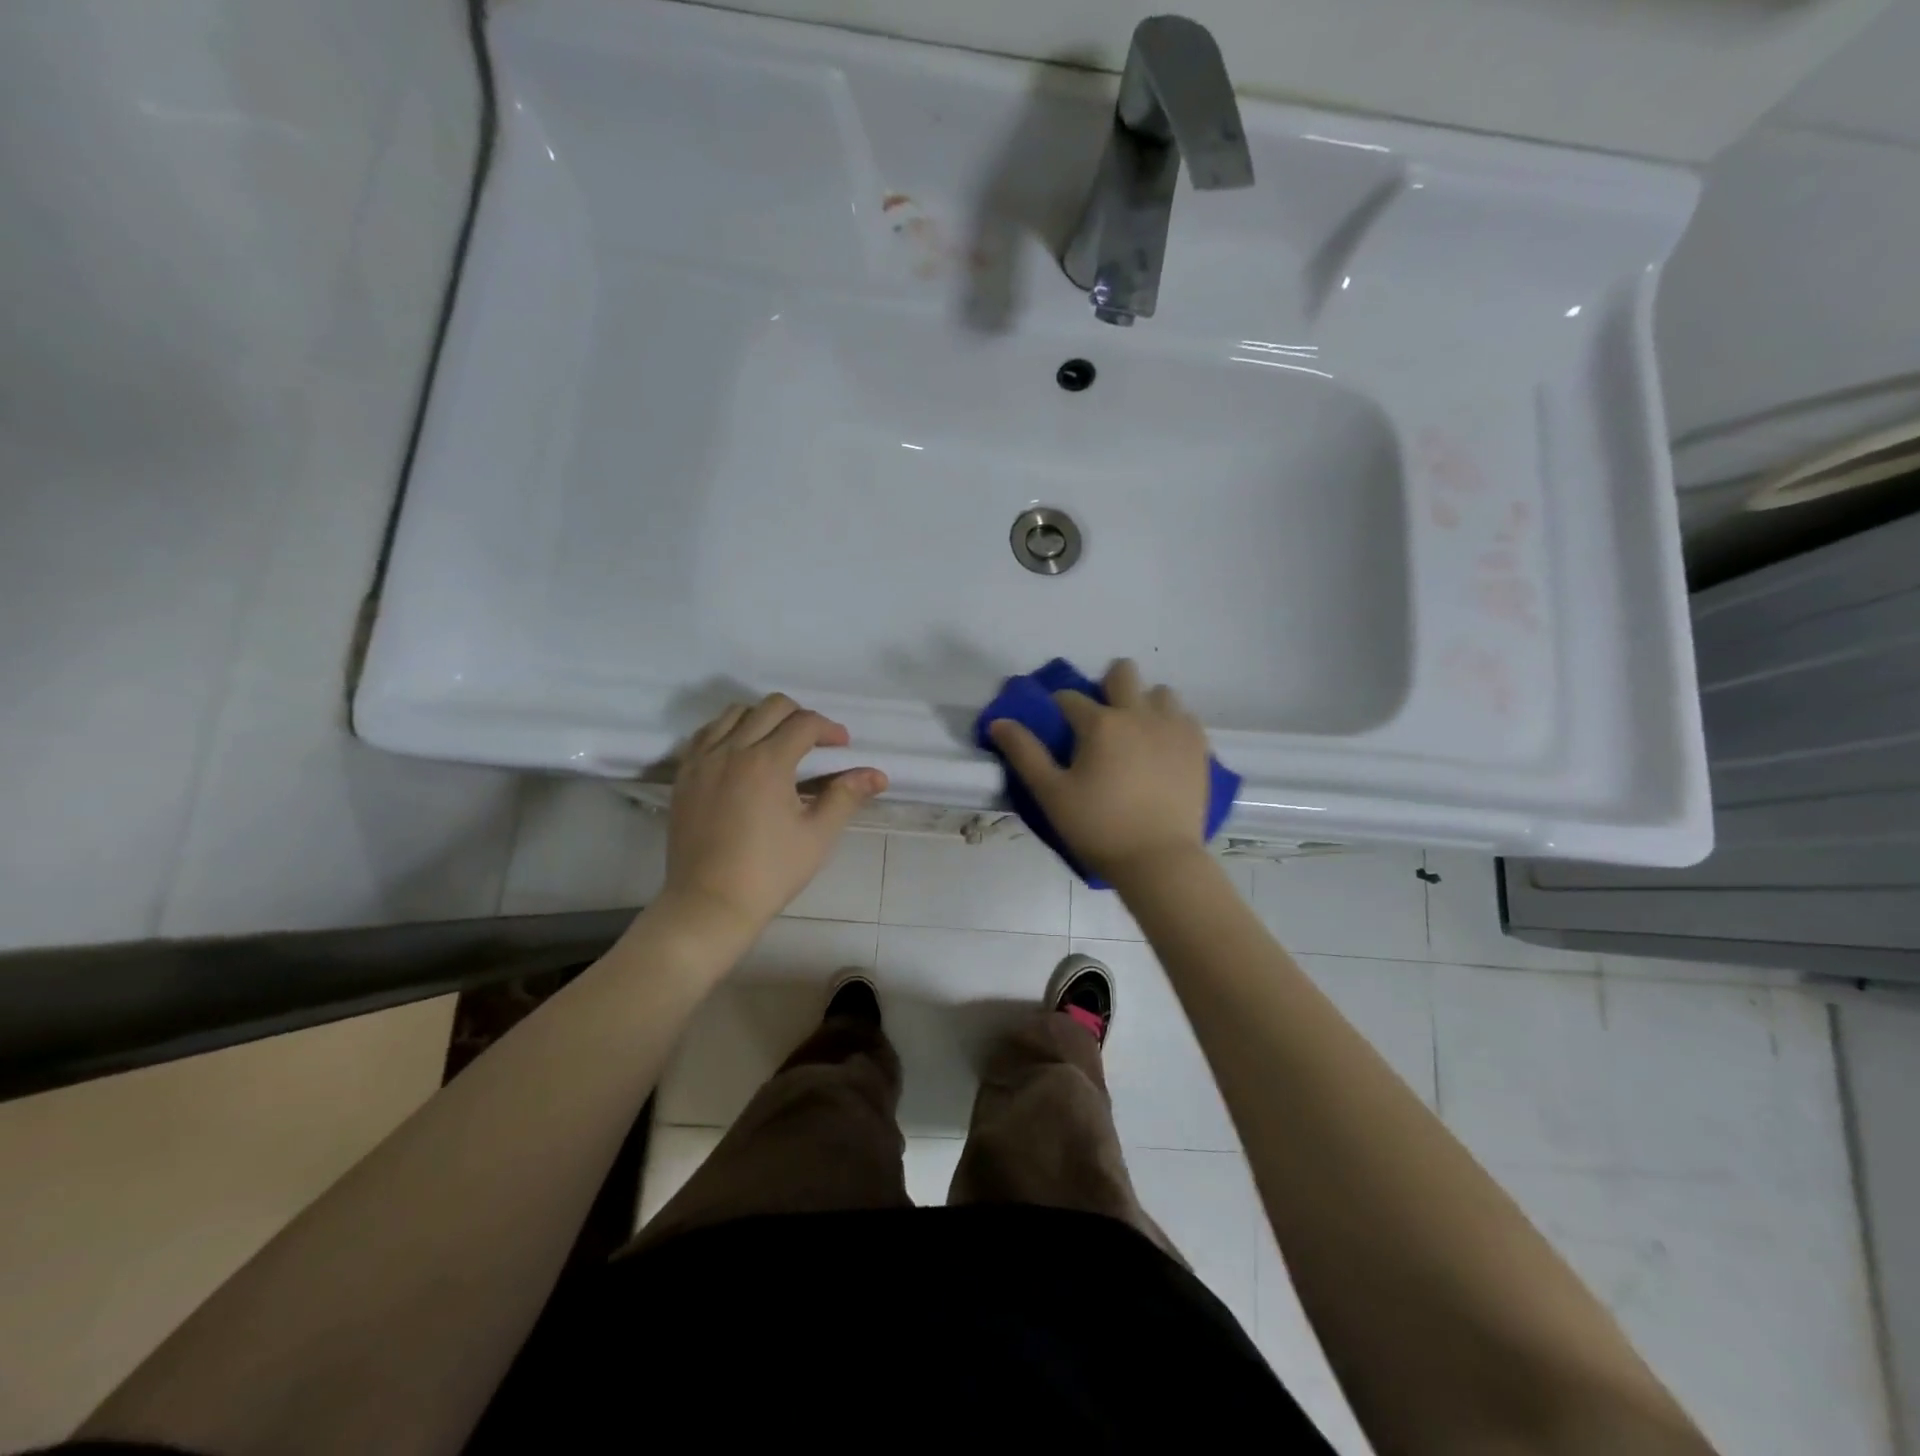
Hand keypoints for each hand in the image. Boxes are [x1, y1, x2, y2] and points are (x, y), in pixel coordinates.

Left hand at [661, 694, 887, 938]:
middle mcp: (732, 750)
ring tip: (777, 745)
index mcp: (767, 762)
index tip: (842, 748)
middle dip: (800, 716)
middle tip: (815, 743)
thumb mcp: (817, 835)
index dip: (830, 729)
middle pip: (771, 706)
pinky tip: (741, 755)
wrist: (709, 904)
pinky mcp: (684, 775)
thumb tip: (878, 775)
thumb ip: (846, 796)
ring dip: (763, 718)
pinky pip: (707, 734)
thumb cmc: (770, 872)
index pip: (805, 723)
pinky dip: (729, 731)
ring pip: (735, 713)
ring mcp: (702, 761)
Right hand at [988, 659, 1211, 884]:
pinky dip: (1171, 724)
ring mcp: (1174, 728)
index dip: (1058, 708)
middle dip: (1107, 685)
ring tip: (1136, 733)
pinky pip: (1185, 717)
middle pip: (1123, 673)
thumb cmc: (1098, 828)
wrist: (1159, 860)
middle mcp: (1139, 714)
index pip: (1070, 698)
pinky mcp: (1198, 746)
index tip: (1057, 727)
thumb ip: (1024, 753)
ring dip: (1144, 703)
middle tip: (1100, 720)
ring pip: (1159, 692)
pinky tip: (1162, 748)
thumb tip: (999, 722)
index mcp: (1100, 723)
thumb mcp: (1051, 794)